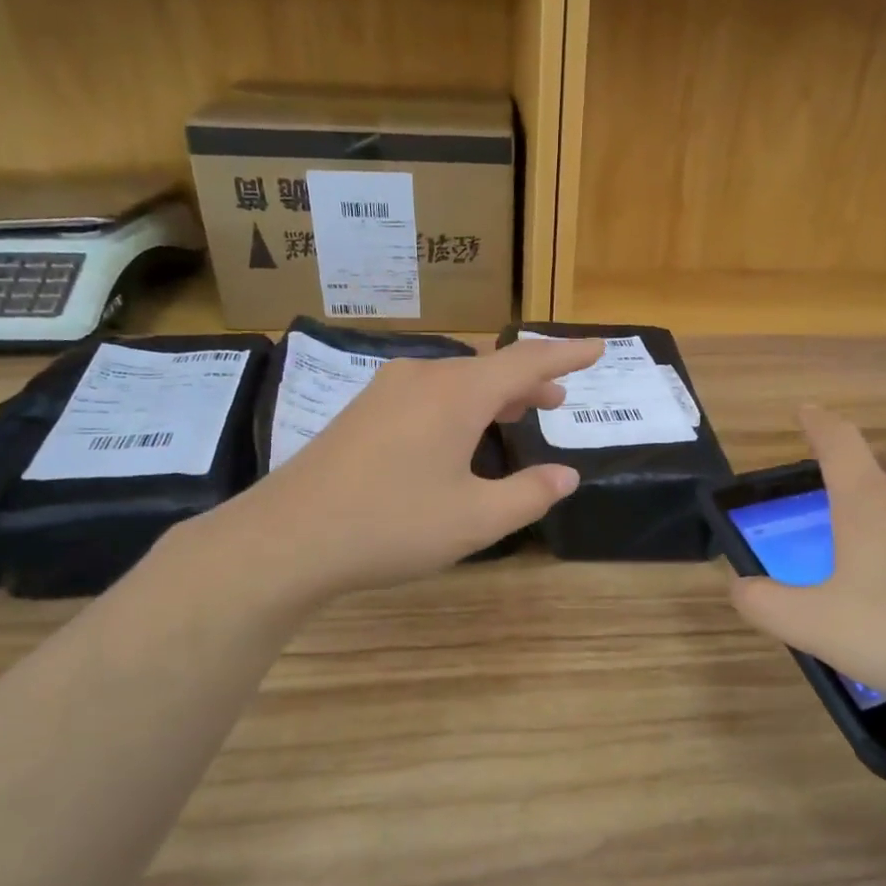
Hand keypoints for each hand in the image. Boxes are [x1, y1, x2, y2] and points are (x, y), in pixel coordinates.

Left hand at [204, 335, 603, 602]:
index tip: (597, 348)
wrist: (288, 537)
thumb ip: (529, 495)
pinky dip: (459, 404)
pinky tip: (457, 433)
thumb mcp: (475, 519)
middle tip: (558, 400)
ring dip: (492, 393)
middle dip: (529, 381)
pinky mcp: (361, 412)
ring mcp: (385, 391)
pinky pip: (426, 393)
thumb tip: (566, 476)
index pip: (526, 361)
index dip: (566, 356)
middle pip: (489, 368)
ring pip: (455, 380)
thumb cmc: (391, 525)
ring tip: (517, 413)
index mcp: (456, 393)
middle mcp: (421, 377)